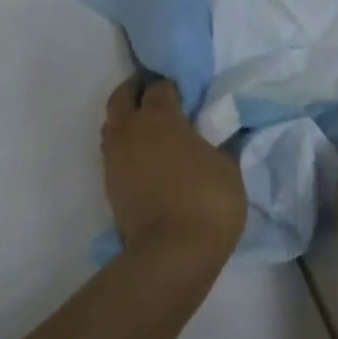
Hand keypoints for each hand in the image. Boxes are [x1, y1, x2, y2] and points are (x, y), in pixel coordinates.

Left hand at [102, 76, 247, 266]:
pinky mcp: (109, 182)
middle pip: (122, 97)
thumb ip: (220, 144)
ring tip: (147, 127)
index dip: (172, 87)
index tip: (185, 93)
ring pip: (112, 123)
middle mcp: (130, 129)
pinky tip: (143, 155)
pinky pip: (112, 150)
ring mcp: (114, 156)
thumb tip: (223, 134)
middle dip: (136, 91)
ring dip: (125, 118)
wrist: (171, 251)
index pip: (159, 87)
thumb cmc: (207, 201)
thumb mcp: (228, 167)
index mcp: (160, 117)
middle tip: (155, 95)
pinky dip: (124, 145)